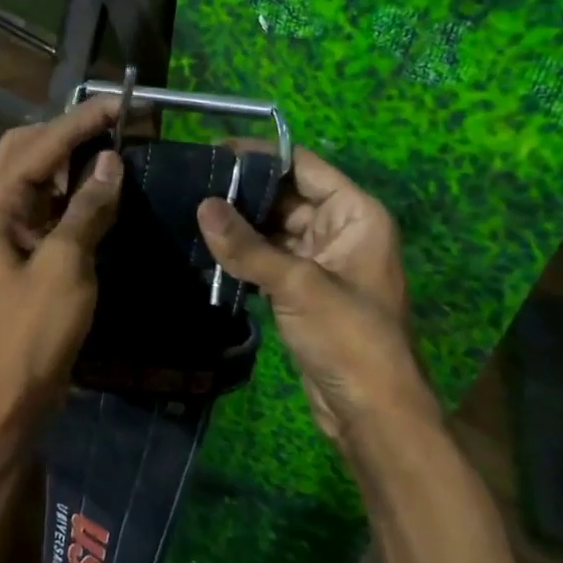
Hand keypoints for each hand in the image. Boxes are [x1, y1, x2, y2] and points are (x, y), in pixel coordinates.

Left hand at [0, 97, 122, 413]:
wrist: (10, 393)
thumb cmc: (33, 329)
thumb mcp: (66, 264)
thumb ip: (88, 208)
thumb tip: (111, 161)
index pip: (43, 144)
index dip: (85, 120)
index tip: (126, 103)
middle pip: (30, 147)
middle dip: (72, 130)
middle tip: (119, 123)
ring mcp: (7, 226)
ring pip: (40, 173)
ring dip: (75, 157)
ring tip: (118, 144)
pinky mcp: (25, 247)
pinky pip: (50, 202)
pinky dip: (76, 189)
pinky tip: (104, 185)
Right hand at [196, 147, 431, 443]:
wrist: (372, 412)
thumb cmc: (348, 337)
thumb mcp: (297, 285)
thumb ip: (247, 246)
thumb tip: (202, 205)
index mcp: (355, 214)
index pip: (304, 167)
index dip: (261, 156)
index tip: (215, 150)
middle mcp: (341, 229)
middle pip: (287, 196)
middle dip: (244, 192)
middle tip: (193, 183)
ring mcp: (322, 261)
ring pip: (275, 229)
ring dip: (240, 225)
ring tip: (190, 210)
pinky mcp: (304, 289)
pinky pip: (271, 258)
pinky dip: (244, 255)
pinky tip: (207, 248)